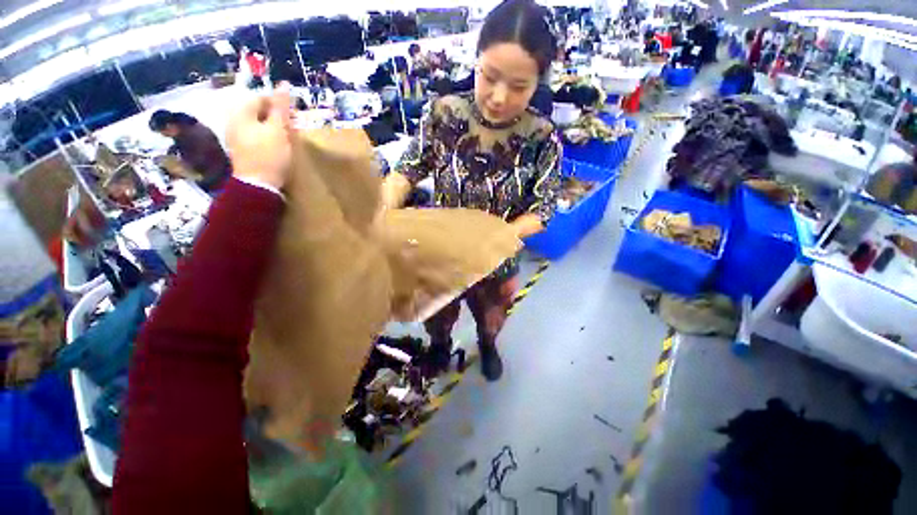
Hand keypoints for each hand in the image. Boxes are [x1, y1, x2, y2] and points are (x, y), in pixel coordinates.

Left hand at [227, 83, 292, 189]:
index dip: (278, 104)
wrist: (258, 185)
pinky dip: (266, 136)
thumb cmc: (269, 154)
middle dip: (275, 116)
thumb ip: (280, 108)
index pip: (259, 98)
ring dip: (272, 127)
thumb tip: (283, 85)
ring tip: (286, 136)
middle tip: (291, 126)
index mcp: (240, 113)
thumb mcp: (278, 129)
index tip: (293, 115)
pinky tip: (276, 146)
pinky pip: (254, 135)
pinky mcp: (240, 150)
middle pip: (256, 111)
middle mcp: (233, 121)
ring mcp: (235, 137)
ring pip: (256, 124)